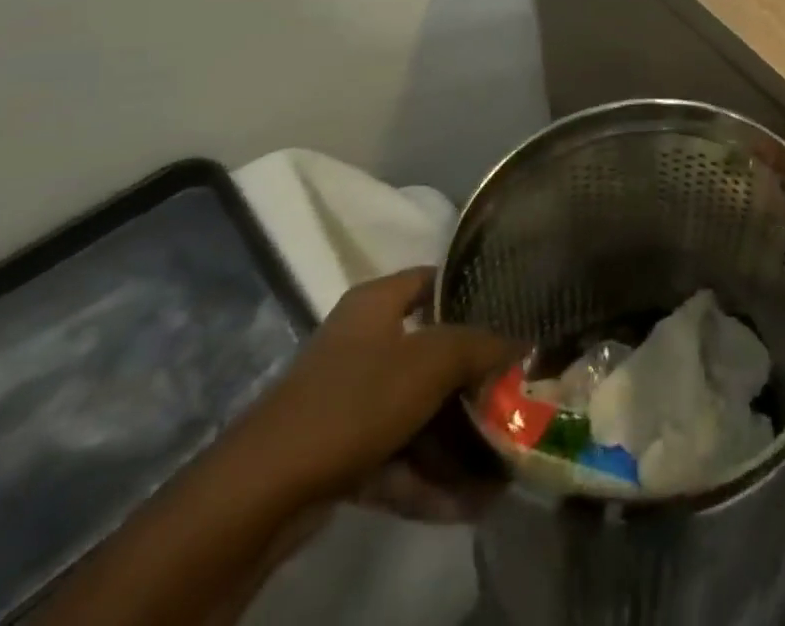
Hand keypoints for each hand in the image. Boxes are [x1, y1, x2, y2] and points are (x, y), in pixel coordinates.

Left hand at [231, 268, 517, 507]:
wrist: (260, 493)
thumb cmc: (355, 399)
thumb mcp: (433, 362)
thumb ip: (482, 347)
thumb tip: (523, 341)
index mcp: (376, 305)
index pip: (433, 280)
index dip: (471, 290)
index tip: (512, 310)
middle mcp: (362, 345)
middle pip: (431, 355)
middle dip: (473, 384)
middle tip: (516, 396)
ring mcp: (348, 403)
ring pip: (416, 414)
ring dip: (457, 443)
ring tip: (502, 468)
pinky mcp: (338, 455)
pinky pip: (396, 460)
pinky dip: (428, 479)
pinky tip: (469, 505)